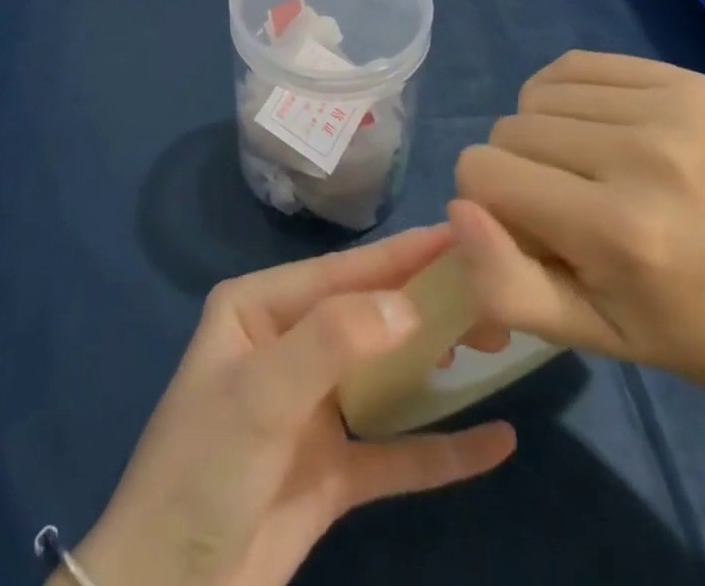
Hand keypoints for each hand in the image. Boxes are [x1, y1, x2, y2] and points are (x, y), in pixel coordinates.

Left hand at [73, 226, 515, 585]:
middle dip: (426, 303)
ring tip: (498, 342)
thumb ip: (331, 341)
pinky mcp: (333, 470)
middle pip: (368, 315)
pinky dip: (443, 448)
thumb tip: (408, 304)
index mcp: (259, 307)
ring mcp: (312, 407)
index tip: (463, 235)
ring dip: (436, 361)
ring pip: (386, 373)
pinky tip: (495, 441)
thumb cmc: (205, 465)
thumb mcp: (261, 392)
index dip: (401, 254)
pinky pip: (397, 452)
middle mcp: (288, 344)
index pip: (340, 272)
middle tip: (495, 295)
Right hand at [451, 50, 704, 397]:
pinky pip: (574, 65)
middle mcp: (650, 156)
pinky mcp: (692, 82)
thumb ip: (500, 281)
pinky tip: (605, 134)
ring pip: (536, 94)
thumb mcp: (574, 330)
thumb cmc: (663, 324)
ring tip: (591, 171)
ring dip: (545, 132)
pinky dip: (570, 97)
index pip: (482, 170)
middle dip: (518, 167)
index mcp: (620, 229)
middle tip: (569, 207)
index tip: (532, 230)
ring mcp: (677, 109)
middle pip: (509, 128)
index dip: (490, 200)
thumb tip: (457, 207)